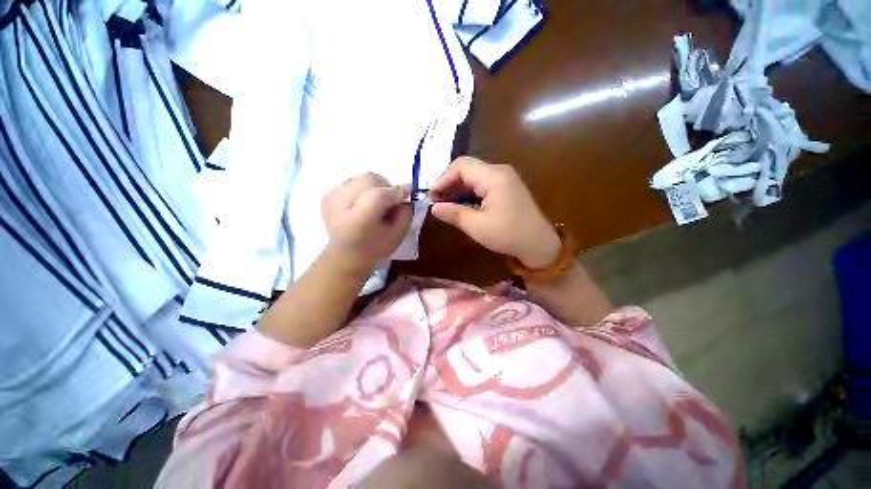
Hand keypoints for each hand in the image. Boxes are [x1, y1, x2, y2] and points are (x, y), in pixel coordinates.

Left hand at [321, 173, 412, 271]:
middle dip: (386, 186)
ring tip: (378, 203)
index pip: (379, 195)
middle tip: (392, 200)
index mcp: (358, 221)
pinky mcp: (328, 195)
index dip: (396, 191)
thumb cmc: (375, 249)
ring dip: (375, 187)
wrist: (345, 256)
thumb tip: (406, 193)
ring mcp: (332, 198)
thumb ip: (405, 213)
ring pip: (361, 178)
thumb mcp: (397, 236)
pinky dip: (364, 188)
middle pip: (368, 180)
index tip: (408, 192)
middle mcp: (340, 205)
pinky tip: (364, 203)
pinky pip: (352, 182)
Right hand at [430, 157, 560, 268]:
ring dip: (458, 188)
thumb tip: (433, 207)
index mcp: (493, 177)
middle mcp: (499, 171)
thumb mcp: (477, 226)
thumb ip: (454, 214)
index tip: (431, 196)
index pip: (461, 166)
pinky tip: (461, 205)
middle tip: (436, 201)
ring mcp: (504, 179)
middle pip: (467, 168)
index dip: (443, 178)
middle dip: (449, 183)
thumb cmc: (508, 235)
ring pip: (474, 176)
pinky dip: (469, 192)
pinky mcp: (506, 188)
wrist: (539, 245)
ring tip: (445, 204)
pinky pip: (482, 184)